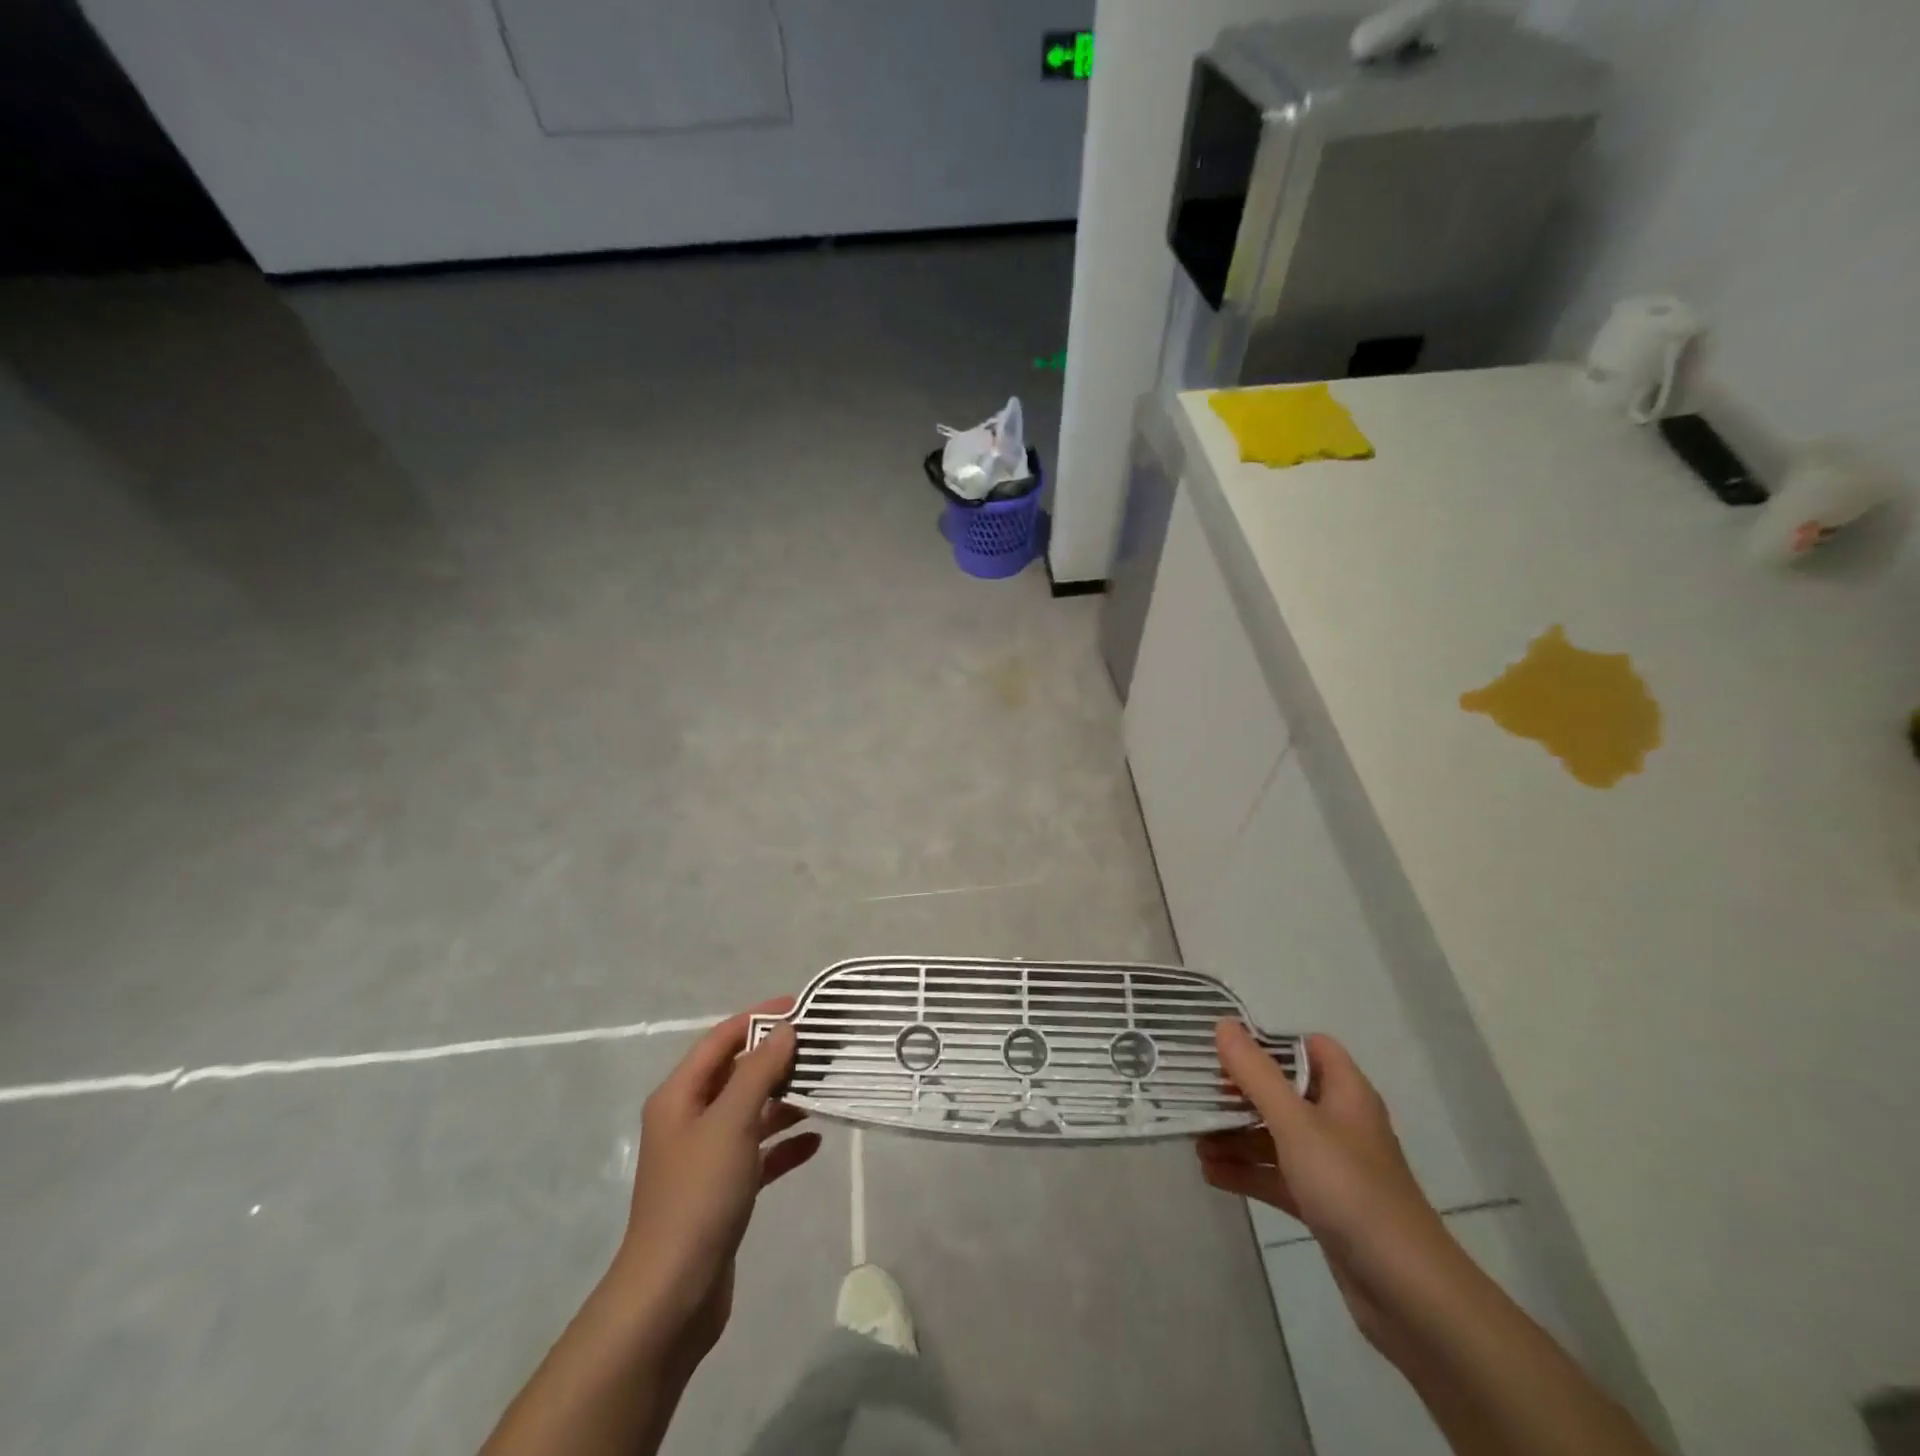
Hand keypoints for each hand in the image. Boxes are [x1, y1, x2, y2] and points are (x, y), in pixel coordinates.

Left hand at [609, 1000, 820, 1372]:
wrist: (671, 1295)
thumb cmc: (698, 1195)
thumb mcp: (731, 1123)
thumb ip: (759, 1072)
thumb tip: (785, 1030)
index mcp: (680, 1096)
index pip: (721, 1039)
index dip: (758, 1018)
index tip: (800, 1006)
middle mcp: (689, 1120)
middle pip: (737, 1074)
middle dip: (776, 1059)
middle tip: (821, 1047)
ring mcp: (706, 1157)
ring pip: (750, 1113)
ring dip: (784, 1101)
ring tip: (825, 1088)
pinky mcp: (723, 1190)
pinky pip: (758, 1153)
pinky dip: (783, 1144)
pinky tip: (815, 1142)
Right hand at [1198, 1025, 1451, 1348]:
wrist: (1407, 1292)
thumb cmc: (1350, 1188)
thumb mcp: (1295, 1123)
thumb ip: (1256, 1074)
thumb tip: (1224, 1024)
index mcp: (1345, 1093)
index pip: (1309, 1047)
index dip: (1270, 1042)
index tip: (1225, 1048)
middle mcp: (1339, 1122)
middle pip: (1284, 1091)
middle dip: (1240, 1092)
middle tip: (1197, 1092)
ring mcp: (1331, 1166)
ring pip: (1276, 1136)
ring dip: (1236, 1135)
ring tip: (1193, 1139)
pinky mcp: (1323, 1204)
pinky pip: (1277, 1175)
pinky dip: (1246, 1171)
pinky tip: (1209, 1173)